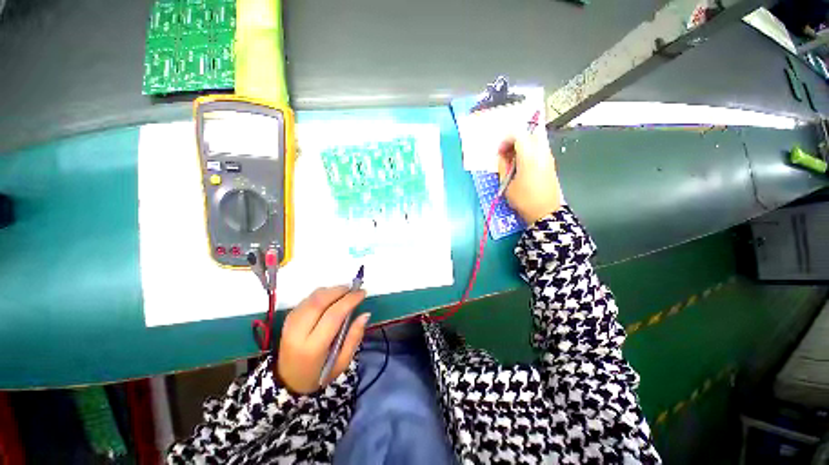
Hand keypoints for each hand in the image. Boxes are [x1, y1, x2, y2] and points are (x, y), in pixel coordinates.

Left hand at [277, 287, 369, 393]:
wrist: (288, 381)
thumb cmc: (320, 373)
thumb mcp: (342, 362)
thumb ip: (354, 337)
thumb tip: (365, 314)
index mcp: (313, 348)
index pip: (333, 315)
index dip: (349, 300)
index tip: (362, 293)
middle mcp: (298, 333)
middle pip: (319, 301)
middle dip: (339, 291)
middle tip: (354, 289)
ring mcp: (290, 324)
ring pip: (312, 298)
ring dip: (330, 290)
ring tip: (344, 292)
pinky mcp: (287, 319)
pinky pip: (306, 300)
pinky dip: (321, 294)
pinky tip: (330, 298)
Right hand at [497, 130, 562, 223]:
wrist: (545, 212)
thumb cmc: (523, 200)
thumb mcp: (507, 185)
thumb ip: (503, 167)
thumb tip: (502, 157)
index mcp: (529, 157)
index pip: (518, 135)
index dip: (506, 140)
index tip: (499, 151)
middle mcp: (541, 153)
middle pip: (528, 135)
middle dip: (514, 141)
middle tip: (505, 154)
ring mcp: (548, 158)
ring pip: (535, 141)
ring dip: (522, 146)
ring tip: (512, 160)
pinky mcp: (550, 164)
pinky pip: (539, 150)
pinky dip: (529, 152)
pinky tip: (521, 165)